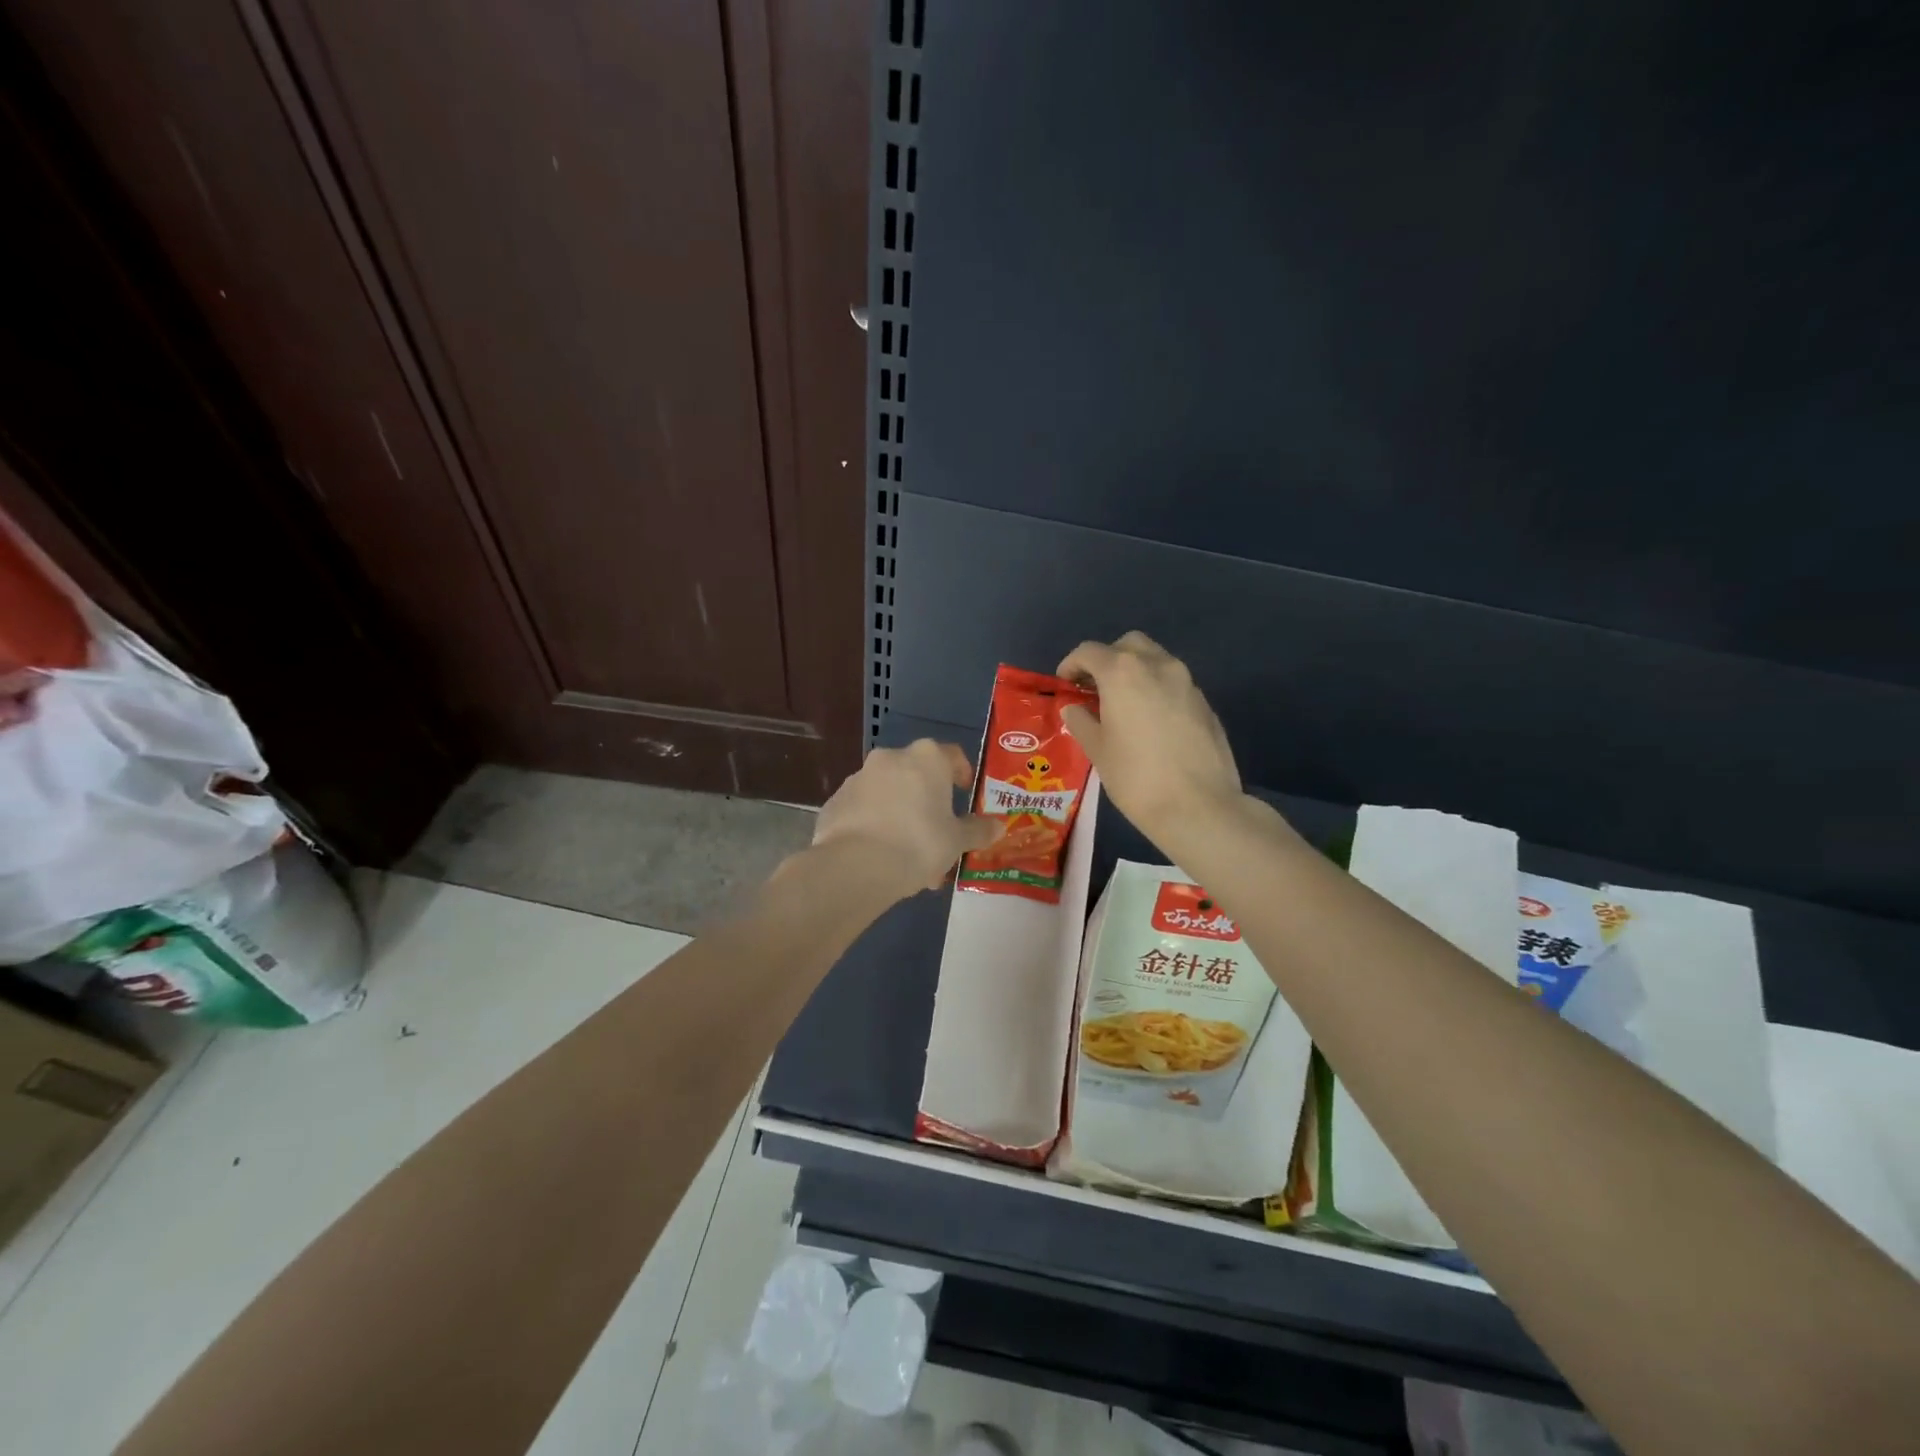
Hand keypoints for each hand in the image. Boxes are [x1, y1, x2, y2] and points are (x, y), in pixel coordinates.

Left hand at [810, 739, 1003, 897]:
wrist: (855, 866)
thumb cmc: (919, 843)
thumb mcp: (957, 841)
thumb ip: (977, 830)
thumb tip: (998, 826)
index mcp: (927, 758)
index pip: (952, 755)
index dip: (962, 774)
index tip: (965, 794)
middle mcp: (891, 758)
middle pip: (917, 776)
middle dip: (928, 803)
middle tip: (938, 835)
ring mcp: (859, 778)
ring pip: (889, 794)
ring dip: (901, 815)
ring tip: (909, 856)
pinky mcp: (835, 801)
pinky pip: (864, 810)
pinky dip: (874, 825)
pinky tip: (880, 856)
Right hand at [1057, 632, 1242, 839]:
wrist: (1199, 806)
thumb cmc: (1136, 777)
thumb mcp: (1098, 750)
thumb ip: (1081, 721)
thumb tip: (1074, 709)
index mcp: (1123, 672)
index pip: (1089, 652)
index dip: (1071, 664)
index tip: (1065, 685)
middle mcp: (1157, 665)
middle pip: (1127, 645)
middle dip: (1107, 660)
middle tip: (1095, 689)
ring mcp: (1186, 682)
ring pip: (1155, 660)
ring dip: (1134, 672)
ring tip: (1122, 706)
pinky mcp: (1204, 702)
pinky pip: (1173, 683)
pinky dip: (1156, 690)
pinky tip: (1150, 723)